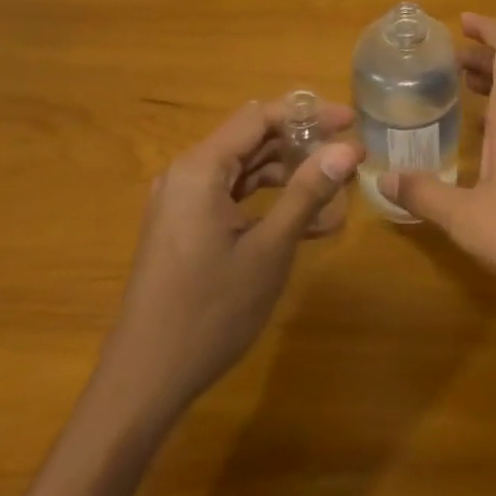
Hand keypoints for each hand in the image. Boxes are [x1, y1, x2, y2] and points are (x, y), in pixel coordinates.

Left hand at [100, 98, 362, 421]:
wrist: (144, 380)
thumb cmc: (209, 311)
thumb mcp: (269, 250)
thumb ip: (307, 193)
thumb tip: (348, 149)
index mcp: (200, 168)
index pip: (260, 117)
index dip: (308, 114)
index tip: (350, 122)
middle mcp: (187, 174)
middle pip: (252, 138)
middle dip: (301, 143)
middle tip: (347, 154)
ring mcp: (183, 202)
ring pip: (244, 169)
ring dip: (288, 174)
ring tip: (335, 188)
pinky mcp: (185, 227)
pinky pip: (232, 197)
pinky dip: (267, 202)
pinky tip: (308, 222)